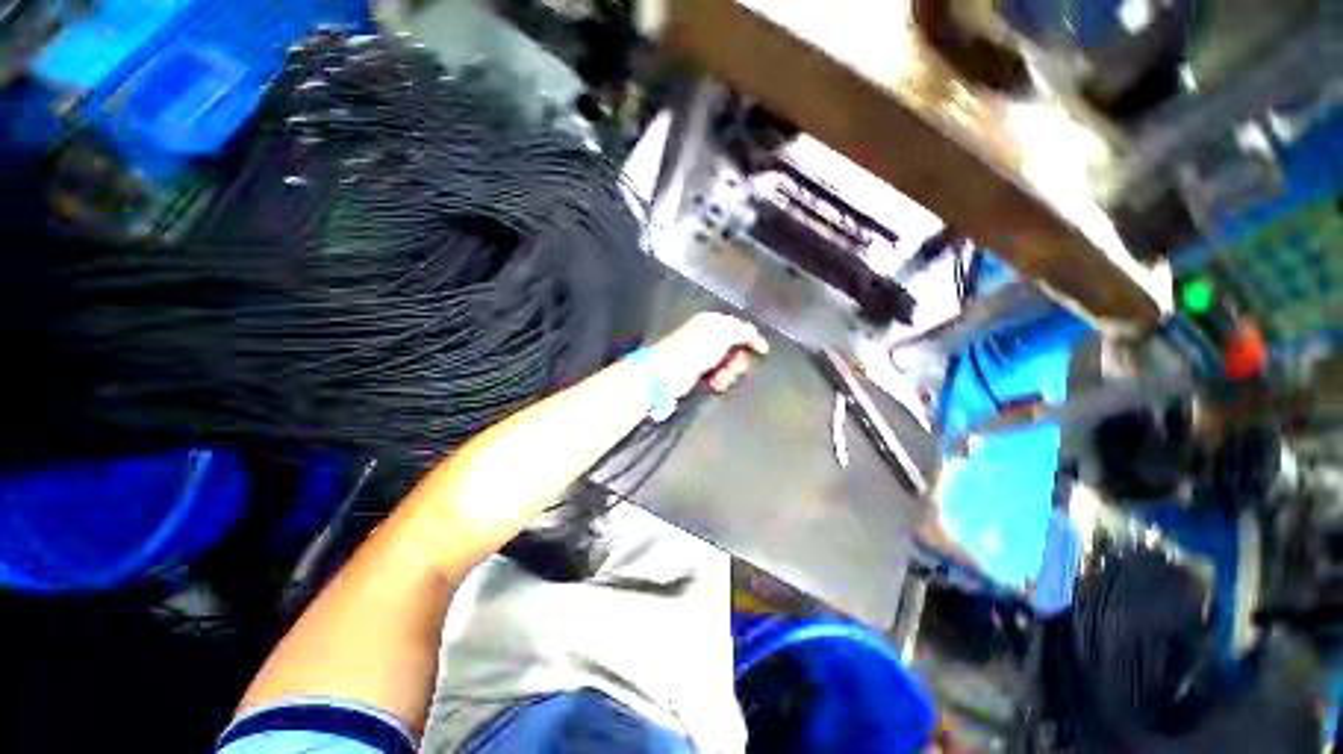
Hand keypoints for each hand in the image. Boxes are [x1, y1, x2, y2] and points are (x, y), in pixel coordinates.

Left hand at [652, 312, 768, 397]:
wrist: (669, 373)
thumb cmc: (695, 349)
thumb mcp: (723, 333)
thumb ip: (745, 333)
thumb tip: (761, 341)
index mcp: (713, 322)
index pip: (740, 328)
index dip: (751, 339)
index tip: (762, 352)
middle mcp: (710, 337)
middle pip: (738, 350)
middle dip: (738, 361)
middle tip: (730, 367)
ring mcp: (706, 356)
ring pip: (731, 366)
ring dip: (729, 374)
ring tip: (718, 378)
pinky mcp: (703, 374)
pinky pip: (722, 377)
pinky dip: (721, 382)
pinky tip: (714, 384)